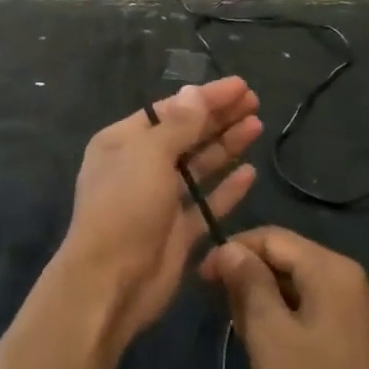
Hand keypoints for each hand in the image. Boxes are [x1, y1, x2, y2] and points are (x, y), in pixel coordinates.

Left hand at [55, 78, 260, 346]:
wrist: (111, 282)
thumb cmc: (125, 207)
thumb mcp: (149, 156)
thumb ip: (178, 125)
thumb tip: (195, 91)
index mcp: (123, 142)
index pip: (171, 110)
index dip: (206, 97)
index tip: (241, 86)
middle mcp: (140, 167)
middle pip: (187, 134)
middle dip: (219, 117)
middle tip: (255, 101)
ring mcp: (159, 200)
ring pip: (199, 166)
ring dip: (226, 146)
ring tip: (257, 126)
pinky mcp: (177, 232)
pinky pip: (206, 203)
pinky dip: (227, 189)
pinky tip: (250, 173)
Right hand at [201, 228, 368, 368]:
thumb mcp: (269, 334)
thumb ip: (248, 283)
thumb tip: (229, 249)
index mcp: (330, 269)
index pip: (271, 237)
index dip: (232, 251)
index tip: (202, 280)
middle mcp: (348, 279)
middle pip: (285, 259)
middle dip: (249, 279)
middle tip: (224, 315)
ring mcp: (355, 311)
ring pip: (296, 287)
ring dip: (264, 303)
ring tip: (244, 337)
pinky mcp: (355, 340)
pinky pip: (311, 311)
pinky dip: (285, 320)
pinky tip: (270, 351)